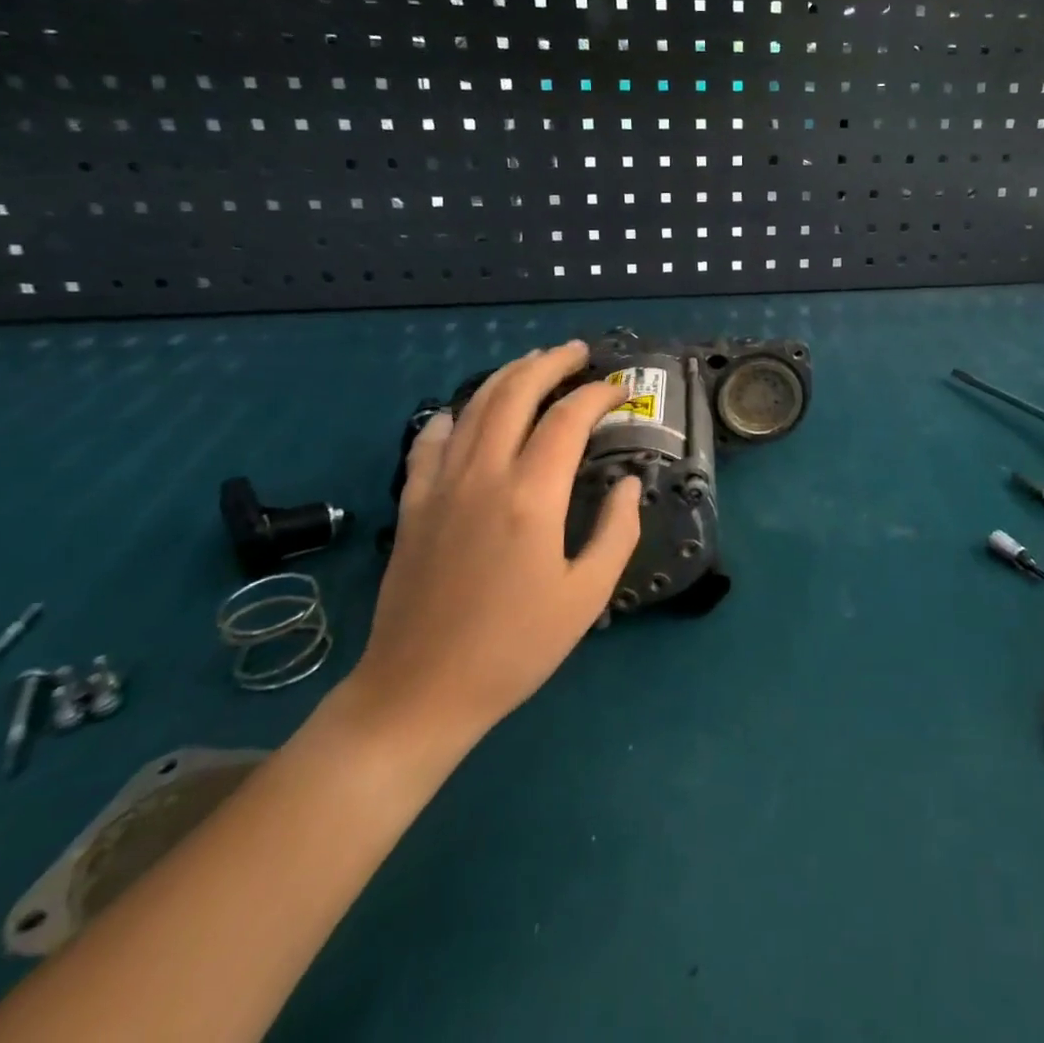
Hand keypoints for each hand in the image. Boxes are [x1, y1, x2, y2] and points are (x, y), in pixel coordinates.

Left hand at [342, 341, 642, 767]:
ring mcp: (440, 484)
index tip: (620, 391)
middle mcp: (483, 474)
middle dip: (550, 363)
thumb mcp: (587, 597)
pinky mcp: (413, 502)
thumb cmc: (514, 649)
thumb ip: (616, 532)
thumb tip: (630, 483)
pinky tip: (466, 413)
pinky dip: (454, 414)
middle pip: (515, 393)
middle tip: (578, 352)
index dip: (598, 396)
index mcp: (531, 496)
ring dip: (507, 376)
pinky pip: (431, 439)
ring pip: (473, 406)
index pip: (568, 419)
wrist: (419, 691)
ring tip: (534, 363)